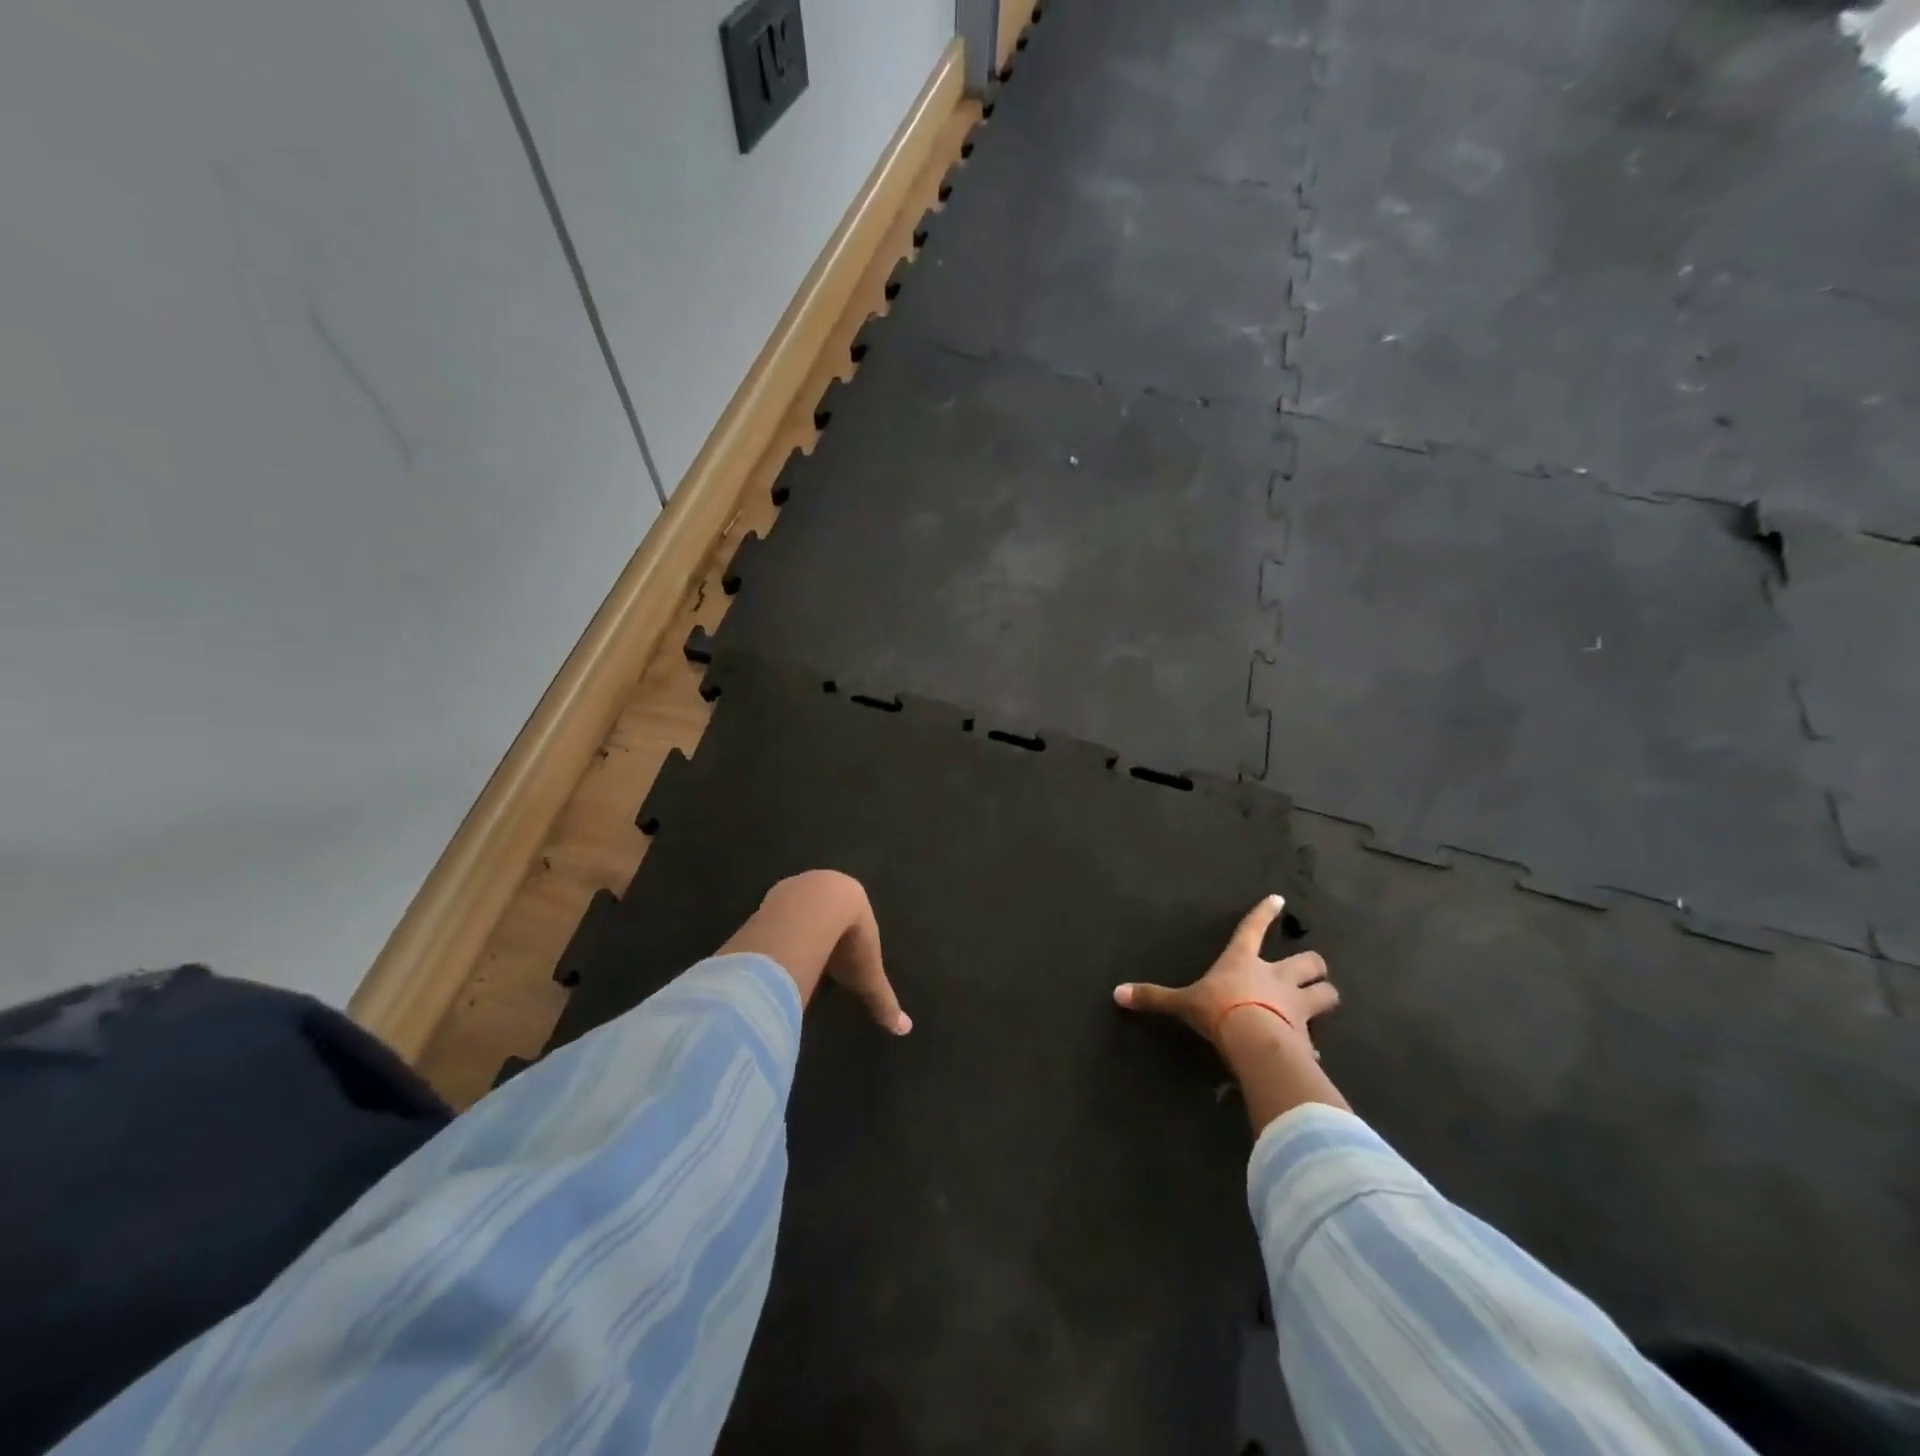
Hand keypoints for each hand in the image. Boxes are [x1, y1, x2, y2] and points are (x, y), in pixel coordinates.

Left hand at [718, 871, 910, 1033]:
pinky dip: (778, 928)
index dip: (852, 935)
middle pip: (826, 911)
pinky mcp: (773, 895)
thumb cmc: (848, 940)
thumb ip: (883, 1001)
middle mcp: (827, 887)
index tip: (846, 954)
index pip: (855, 917)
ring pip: (799, 909)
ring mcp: (797, 888)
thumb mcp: (867, 975)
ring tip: (795, 953)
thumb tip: (905, 1030)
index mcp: (855, 900)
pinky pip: (777, 913)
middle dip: (824, 930)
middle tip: (819, 955)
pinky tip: (774, 947)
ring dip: (798, 927)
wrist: (812, 910)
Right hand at [1113, 894, 1335, 1051]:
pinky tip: (1309, 1051)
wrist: (1254, 1041)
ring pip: (1325, 992)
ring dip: (1324, 994)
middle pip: (1307, 960)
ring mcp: (1296, 1004)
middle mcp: (1276, 977)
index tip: (1279, 900)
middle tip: (1310, 967)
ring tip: (1323, 997)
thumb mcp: (1182, 1003)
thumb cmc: (1218, 1010)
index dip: (1265, 913)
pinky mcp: (1306, 1034)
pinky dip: (1312, 1043)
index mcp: (1243, 962)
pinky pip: (1315, 1038)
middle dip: (1312, 963)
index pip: (1253, 929)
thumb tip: (1117, 993)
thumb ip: (1154, 997)